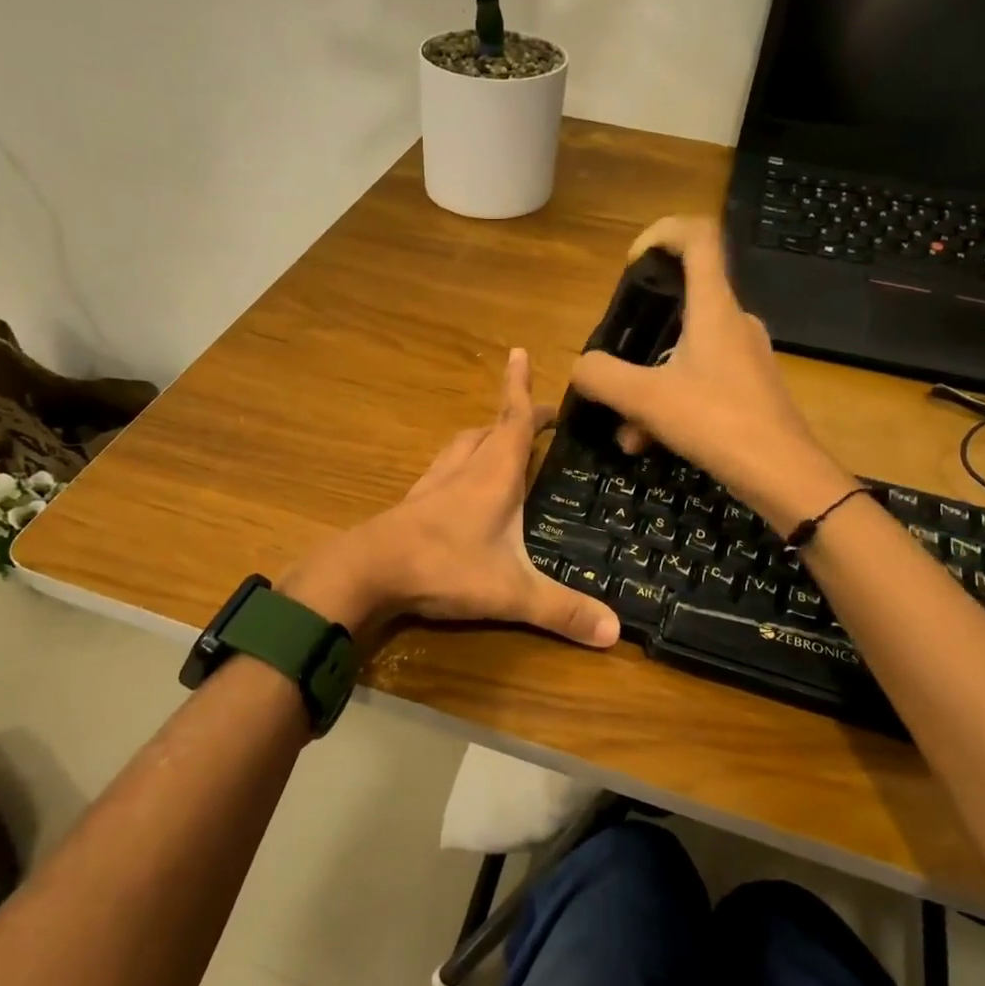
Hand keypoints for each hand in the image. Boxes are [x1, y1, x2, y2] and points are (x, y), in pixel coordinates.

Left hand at [280, 349, 621, 648]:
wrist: (368, 572)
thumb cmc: (445, 567)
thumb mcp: (511, 592)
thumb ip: (562, 610)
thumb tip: (617, 632)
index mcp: (493, 474)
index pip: (513, 420)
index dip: (519, 388)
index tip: (518, 353)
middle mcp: (463, 469)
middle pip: (488, 430)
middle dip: (511, 418)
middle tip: (534, 420)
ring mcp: (433, 485)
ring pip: (460, 447)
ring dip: (481, 438)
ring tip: (498, 443)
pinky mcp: (413, 504)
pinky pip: (442, 471)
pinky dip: (458, 466)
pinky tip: (458, 487)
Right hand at [570, 216, 855, 527]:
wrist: (784, 476)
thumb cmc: (718, 423)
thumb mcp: (647, 400)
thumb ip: (604, 377)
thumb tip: (581, 368)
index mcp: (715, 308)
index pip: (698, 237)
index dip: (661, 233)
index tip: (631, 263)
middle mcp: (734, 322)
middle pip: (683, 302)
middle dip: (639, 335)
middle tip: (615, 365)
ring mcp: (745, 356)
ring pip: (684, 352)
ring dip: (648, 385)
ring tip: (627, 430)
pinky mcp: (750, 388)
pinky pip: (700, 381)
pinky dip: (670, 404)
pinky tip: (649, 444)